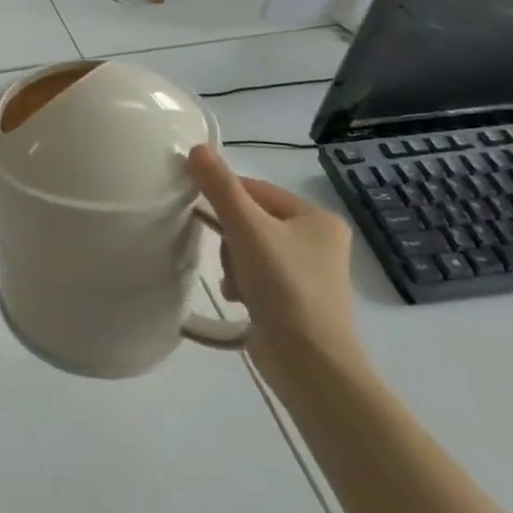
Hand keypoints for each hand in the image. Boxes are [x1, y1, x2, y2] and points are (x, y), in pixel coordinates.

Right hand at [186, 144, 364, 394]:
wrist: (310, 364)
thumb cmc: (284, 288)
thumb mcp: (248, 230)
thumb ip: (221, 188)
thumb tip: (196, 148)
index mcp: (316, 218)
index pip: (255, 189)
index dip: (224, 198)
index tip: (200, 212)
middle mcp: (317, 240)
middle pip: (250, 219)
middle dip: (229, 237)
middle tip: (227, 256)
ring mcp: (307, 272)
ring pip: (248, 247)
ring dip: (232, 262)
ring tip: (236, 283)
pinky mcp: (294, 299)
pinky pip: (255, 274)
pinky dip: (241, 282)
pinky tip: (239, 299)